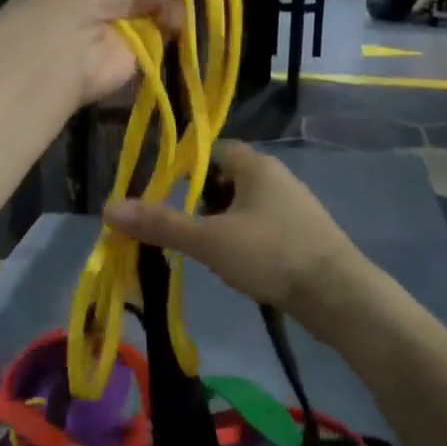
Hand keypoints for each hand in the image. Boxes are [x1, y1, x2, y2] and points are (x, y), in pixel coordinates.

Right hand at [101, 141, 362, 332]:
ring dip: (221, 222)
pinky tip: (237, 264)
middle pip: (226, 178)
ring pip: (244, 205)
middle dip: (201, 201)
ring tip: (204, 250)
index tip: (164, 195)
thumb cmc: (270, 254)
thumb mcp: (209, 240)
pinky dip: (244, 238)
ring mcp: (294, 205)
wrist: (338, 295)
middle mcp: (277, 177)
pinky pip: (262, 225)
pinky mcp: (304, 233)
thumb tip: (109, 207)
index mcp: (255, 165)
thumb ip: (162, 224)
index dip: (186, 169)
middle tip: (181, 228)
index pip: (213, 150)